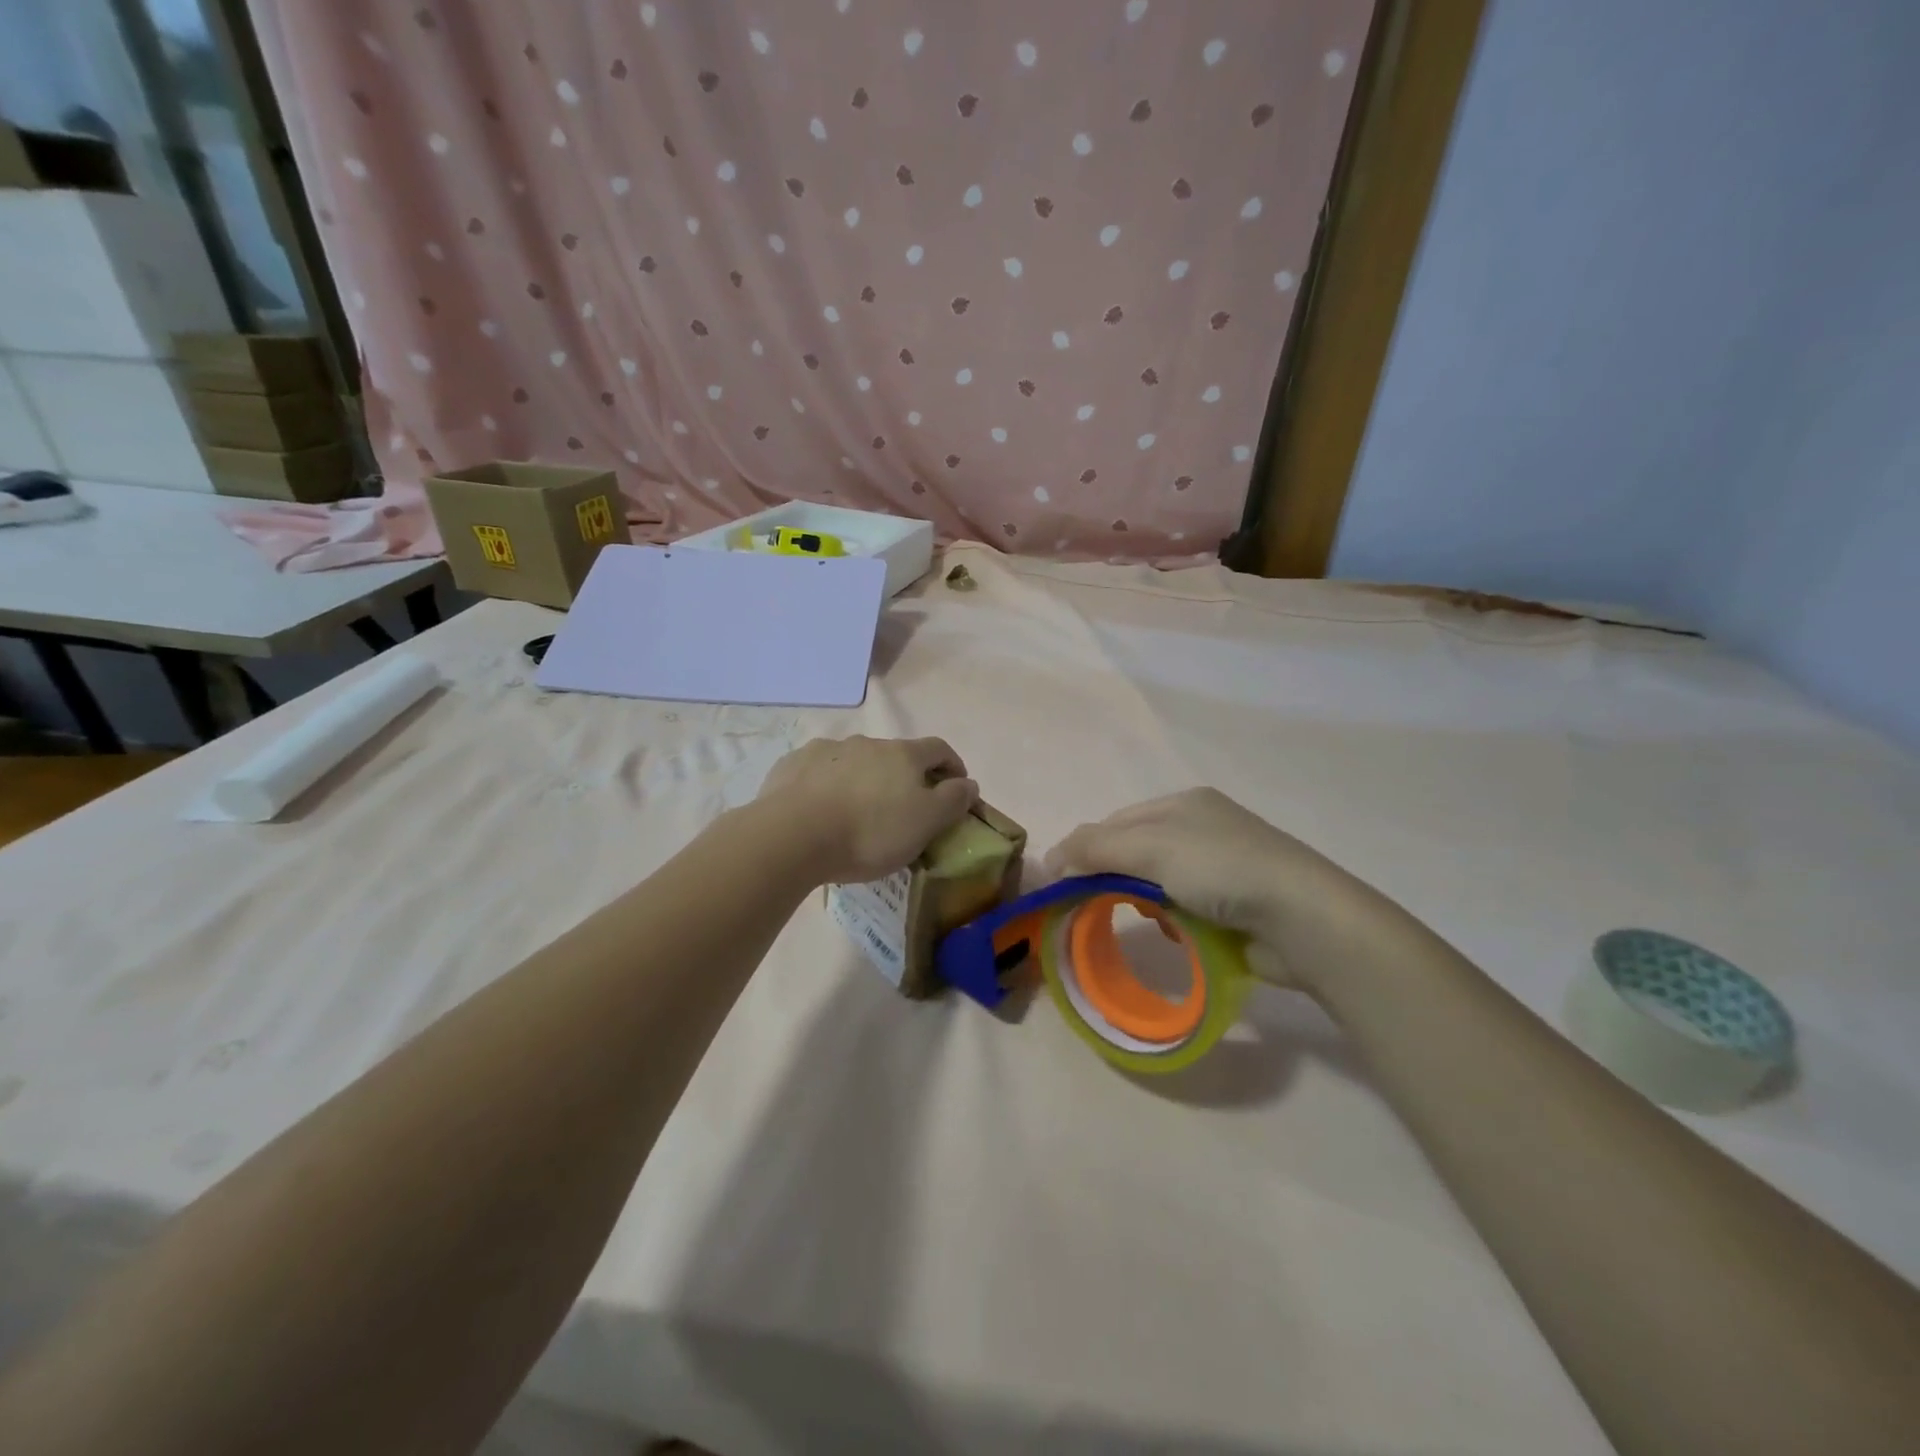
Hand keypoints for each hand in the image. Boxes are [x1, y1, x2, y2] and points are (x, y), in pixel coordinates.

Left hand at [757, 735, 978, 883]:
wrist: (793, 836)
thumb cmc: (869, 832)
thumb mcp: (926, 823)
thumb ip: (953, 800)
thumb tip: (969, 783)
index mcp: (903, 754)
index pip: (938, 749)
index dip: (952, 765)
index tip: (957, 787)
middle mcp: (866, 742)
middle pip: (895, 755)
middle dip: (904, 777)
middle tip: (903, 809)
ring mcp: (826, 750)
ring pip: (855, 761)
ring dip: (864, 779)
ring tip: (857, 812)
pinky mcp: (793, 765)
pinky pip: (819, 771)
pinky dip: (827, 784)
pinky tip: (821, 809)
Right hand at [1044, 788, 1396, 993]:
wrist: (1303, 919)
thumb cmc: (1222, 869)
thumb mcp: (1151, 848)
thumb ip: (1096, 848)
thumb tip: (1048, 858)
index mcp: (1184, 803)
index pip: (1117, 822)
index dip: (1085, 849)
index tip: (1060, 883)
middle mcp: (1202, 827)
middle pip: (1136, 851)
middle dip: (1114, 876)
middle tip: (1091, 906)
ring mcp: (1223, 866)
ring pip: (1158, 882)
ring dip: (1144, 900)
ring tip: (1142, 918)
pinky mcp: (1236, 903)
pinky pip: (1184, 907)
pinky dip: (1172, 919)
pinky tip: (1174, 931)